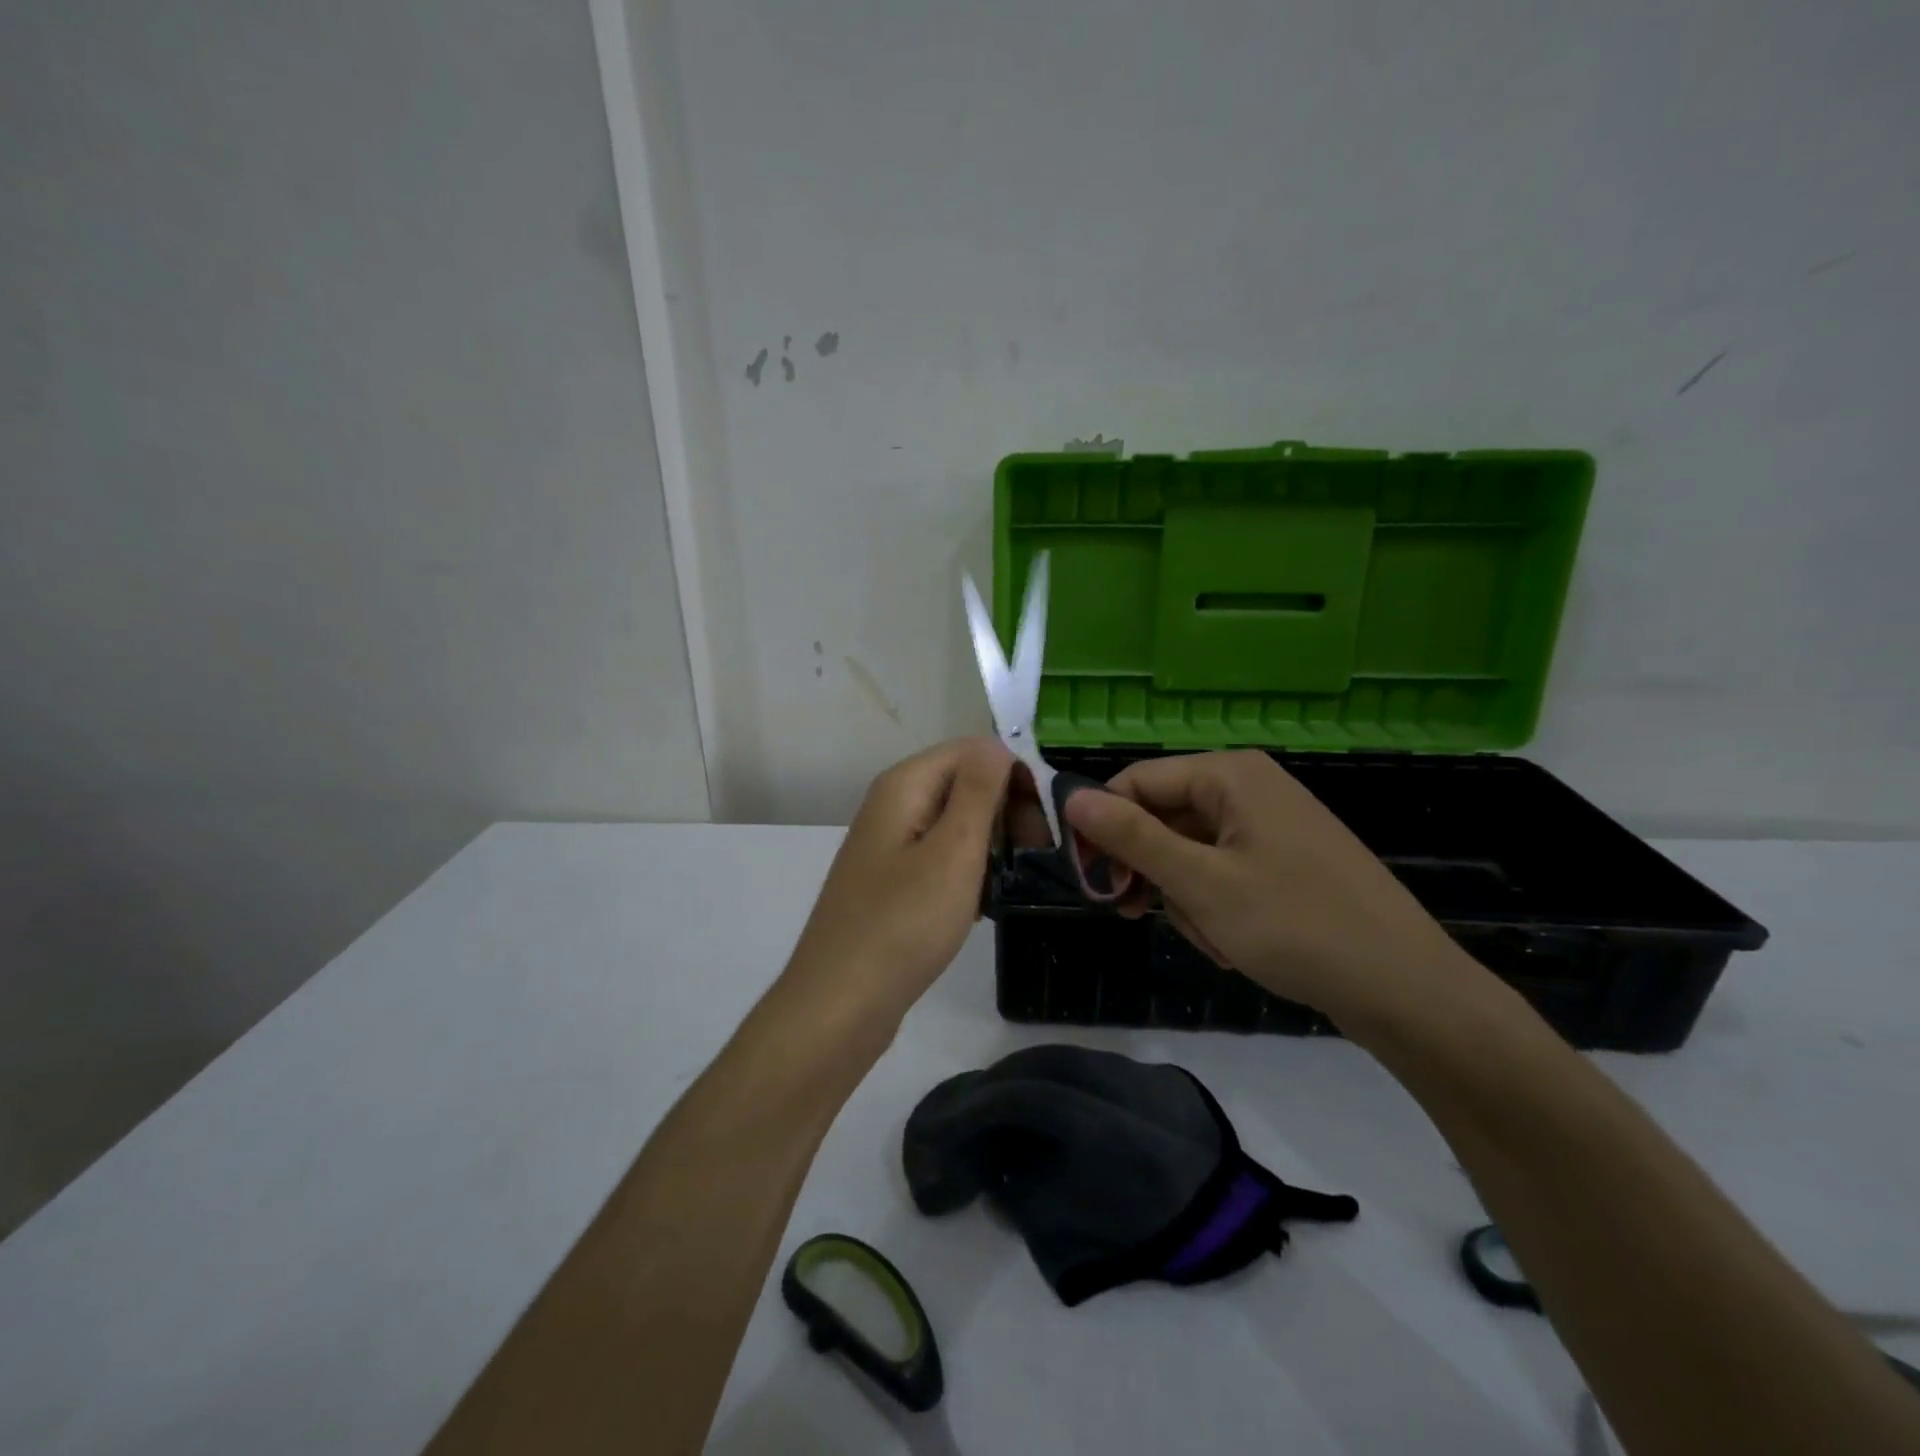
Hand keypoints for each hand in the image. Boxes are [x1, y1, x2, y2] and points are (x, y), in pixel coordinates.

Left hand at [781, 738, 1013, 1030]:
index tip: (1043, 822)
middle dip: (1005, 810)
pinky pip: (941, 856)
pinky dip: (967, 871)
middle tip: (1036, 855)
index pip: (973, 750)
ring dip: (989, 844)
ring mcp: (890, 844)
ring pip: (956, 823)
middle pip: (963, 782)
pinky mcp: (892, 880)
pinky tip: (982, 904)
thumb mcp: (953, 850)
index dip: (1013, 776)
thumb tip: (997, 744)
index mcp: (904, 785)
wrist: (841, 1004)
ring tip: (1012, 882)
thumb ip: (979, 790)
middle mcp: (893, 804)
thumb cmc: (903, 923)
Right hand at [1064, 751, 1478, 1026]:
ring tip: (1215, 938)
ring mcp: (1271, 825)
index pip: (1136, 782)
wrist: (1406, 989)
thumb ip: (1132, 837)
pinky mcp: (1286, 860)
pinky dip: (1216, 906)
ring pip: (1190, 852)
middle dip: (1153, 871)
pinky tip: (1235, 942)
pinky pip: (1223, 871)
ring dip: (1187, 898)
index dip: (1104, 827)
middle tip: (1141, 915)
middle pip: (1163, 817)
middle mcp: (1249, 787)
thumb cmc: (1296, 925)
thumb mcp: (1200, 882)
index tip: (1091, 880)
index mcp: (1230, 774)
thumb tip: (1072, 797)